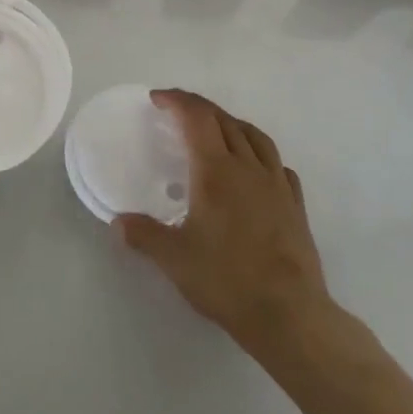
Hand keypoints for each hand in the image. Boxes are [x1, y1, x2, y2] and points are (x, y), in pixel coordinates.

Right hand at [115, 90, 342, 363]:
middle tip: (177, 110)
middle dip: (198, 108)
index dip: (176, 101)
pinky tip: (254, 169)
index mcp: (216, 171)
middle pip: (224, 120)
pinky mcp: (295, 205)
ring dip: (231, 123)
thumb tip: (118, 222)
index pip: (196, 118)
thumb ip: (143, 235)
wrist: (289, 314)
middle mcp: (248, 167)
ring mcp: (276, 184)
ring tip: (216, 129)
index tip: (157, 99)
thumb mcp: (174, 259)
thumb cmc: (227, 280)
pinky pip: (277, 164)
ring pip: (255, 136)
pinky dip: (260, 154)